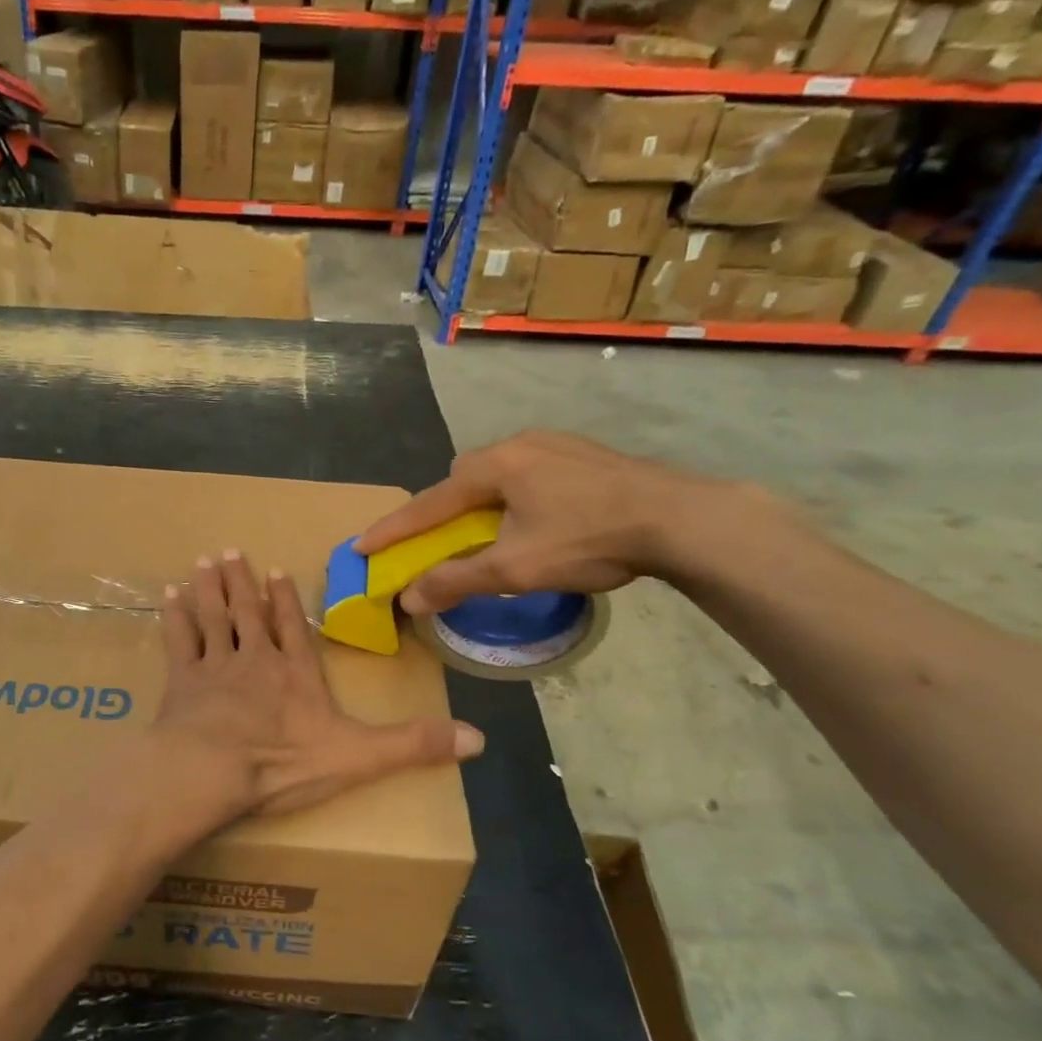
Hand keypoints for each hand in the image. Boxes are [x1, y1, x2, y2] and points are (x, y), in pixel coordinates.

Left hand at [155, 550, 483, 821]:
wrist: (213, 771)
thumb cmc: (284, 763)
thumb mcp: (360, 757)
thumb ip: (413, 744)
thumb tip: (479, 738)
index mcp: (295, 674)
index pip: (292, 628)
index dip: (283, 599)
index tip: (274, 569)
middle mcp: (255, 660)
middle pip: (249, 613)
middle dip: (241, 583)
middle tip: (230, 551)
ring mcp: (215, 666)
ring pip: (214, 617)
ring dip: (210, 589)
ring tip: (204, 560)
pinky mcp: (182, 681)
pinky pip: (178, 641)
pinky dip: (175, 617)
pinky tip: (169, 596)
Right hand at [354, 432, 728, 613]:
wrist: (680, 518)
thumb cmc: (588, 540)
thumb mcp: (515, 568)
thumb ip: (457, 580)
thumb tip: (408, 598)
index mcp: (494, 467)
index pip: (428, 503)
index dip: (393, 528)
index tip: (361, 546)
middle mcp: (518, 444)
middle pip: (462, 478)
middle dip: (443, 508)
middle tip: (441, 539)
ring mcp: (555, 443)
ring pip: (498, 472)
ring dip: (482, 500)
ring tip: (493, 531)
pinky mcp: (584, 453)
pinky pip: (530, 471)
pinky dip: (515, 494)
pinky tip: (539, 516)